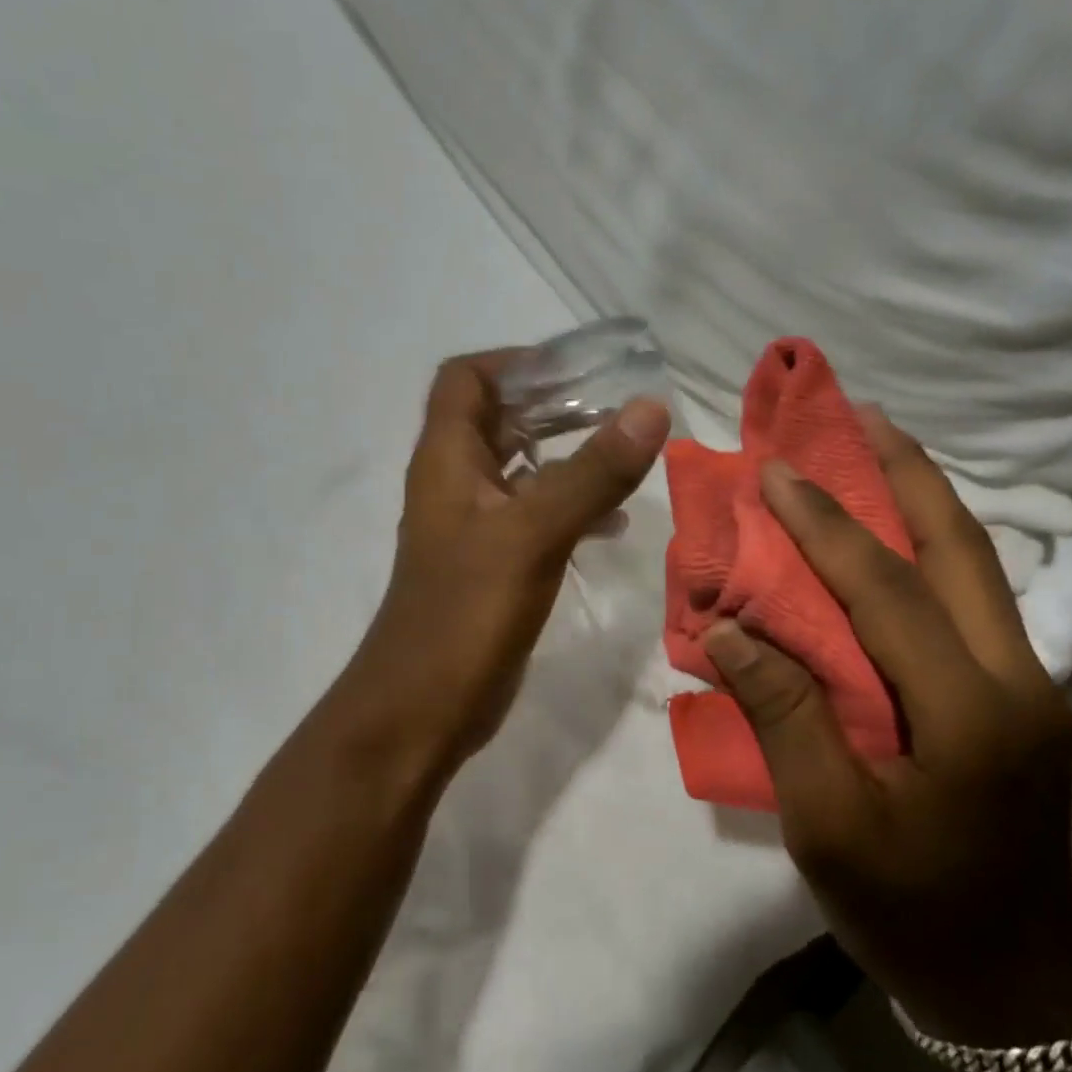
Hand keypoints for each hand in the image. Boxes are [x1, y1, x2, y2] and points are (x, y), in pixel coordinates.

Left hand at [333, 350, 668, 783]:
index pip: (466, 379)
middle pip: (499, 419)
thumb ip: (592, 473)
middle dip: (555, 406)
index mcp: (447, 459)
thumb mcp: (534, 535)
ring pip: (521, 470)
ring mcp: (472, 528)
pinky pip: (532, 516)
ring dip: (567, 456)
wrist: (421, 709)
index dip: (516, 362)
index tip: (577, 369)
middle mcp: (454, 483)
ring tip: (625, 456)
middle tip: (617, 406)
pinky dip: (568, 506)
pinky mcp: (491, 566)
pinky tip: (611, 523)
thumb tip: (650, 408)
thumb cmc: (466, 614)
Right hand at [704, 407, 1071, 1044]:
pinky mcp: (1019, 698)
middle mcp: (1015, 680)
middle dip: (906, 474)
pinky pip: (971, 600)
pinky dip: (929, 551)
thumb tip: (732, 629)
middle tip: (859, 417)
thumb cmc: (908, 911)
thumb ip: (784, 716)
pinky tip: (895, 535)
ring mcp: (1029, 685)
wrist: (1010, 984)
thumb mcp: (828, 825)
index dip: (826, 526)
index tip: (777, 472)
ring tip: (878, 450)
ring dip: (925, 502)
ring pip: (976, 567)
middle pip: (961, 550)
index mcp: (969, 715)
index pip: (888, 592)